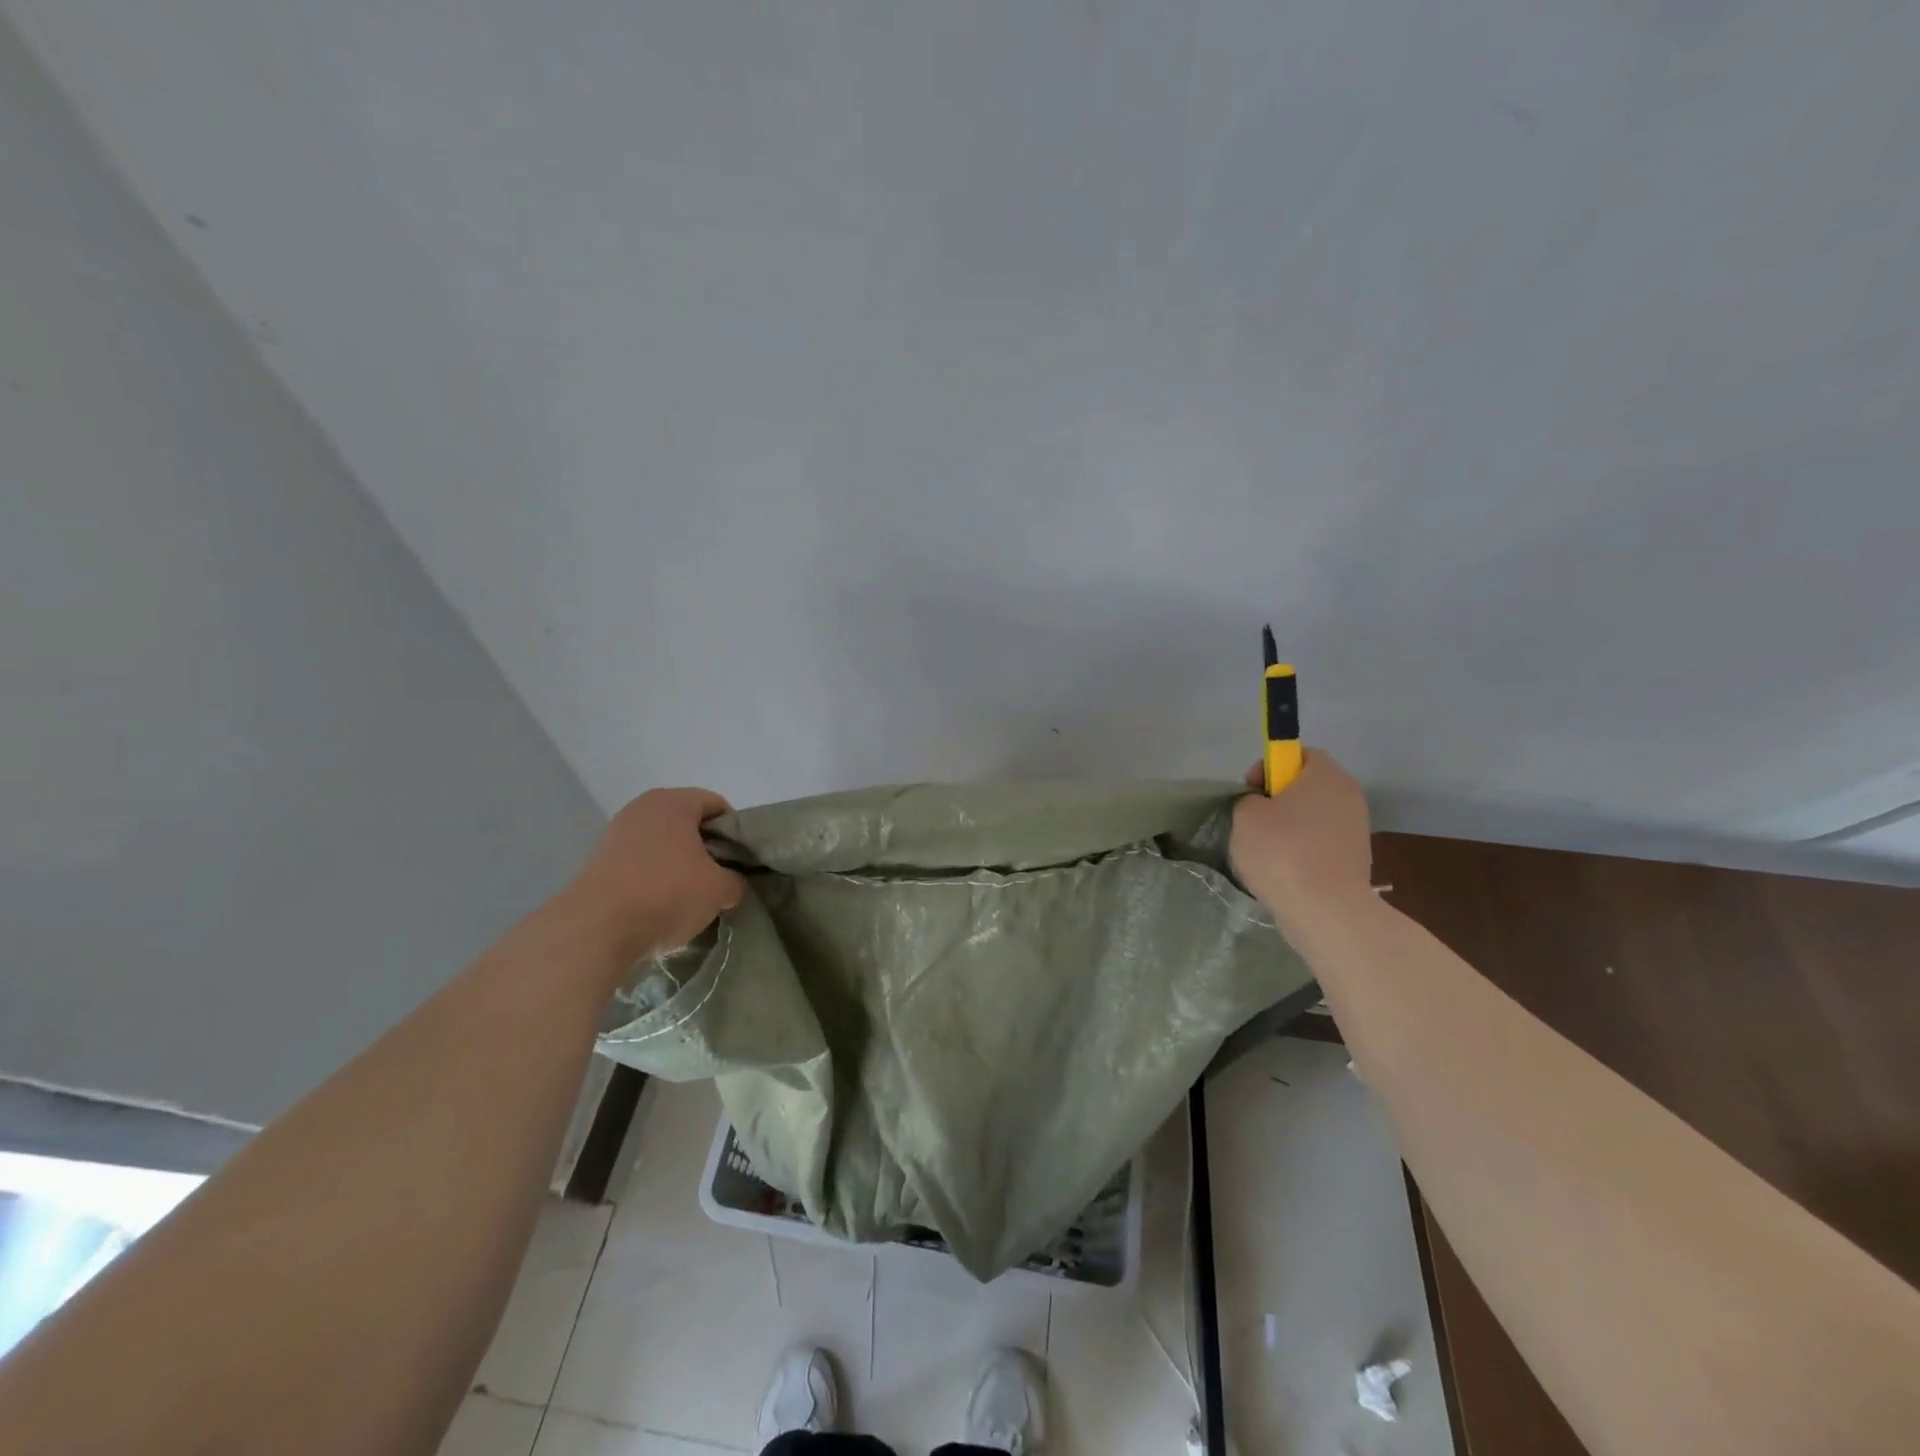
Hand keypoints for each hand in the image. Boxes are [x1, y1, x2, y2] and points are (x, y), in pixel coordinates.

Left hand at [569, 788, 745, 960]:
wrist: (596, 928)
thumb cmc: (667, 893)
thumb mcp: (719, 889)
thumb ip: (735, 880)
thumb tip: (731, 884)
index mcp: (673, 802)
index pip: (717, 805)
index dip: (735, 832)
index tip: (741, 860)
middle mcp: (642, 808)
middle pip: (688, 823)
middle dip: (707, 849)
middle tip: (720, 878)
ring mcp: (616, 834)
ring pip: (663, 845)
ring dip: (680, 865)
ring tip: (691, 896)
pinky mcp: (598, 862)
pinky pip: (640, 863)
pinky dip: (654, 878)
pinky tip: (661, 905)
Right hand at [1230, 750, 1373, 930]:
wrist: (1326, 910)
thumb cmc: (1282, 851)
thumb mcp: (1245, 814)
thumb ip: (1250, 799)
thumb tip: (1263, 806)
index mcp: (1326, 775)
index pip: (1300, 753)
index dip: (1271, 766)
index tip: (1251, 790)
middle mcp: (1349, 796)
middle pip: (1308, 786)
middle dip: (1279, 800)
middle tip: (1253, 821)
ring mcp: (1356, 830)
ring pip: (1313, 817)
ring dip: (1289, 828)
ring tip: (1265, 852)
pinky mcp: (1356, 861)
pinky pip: (1321, 845)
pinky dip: (1302, 853)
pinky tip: (1283, 872)